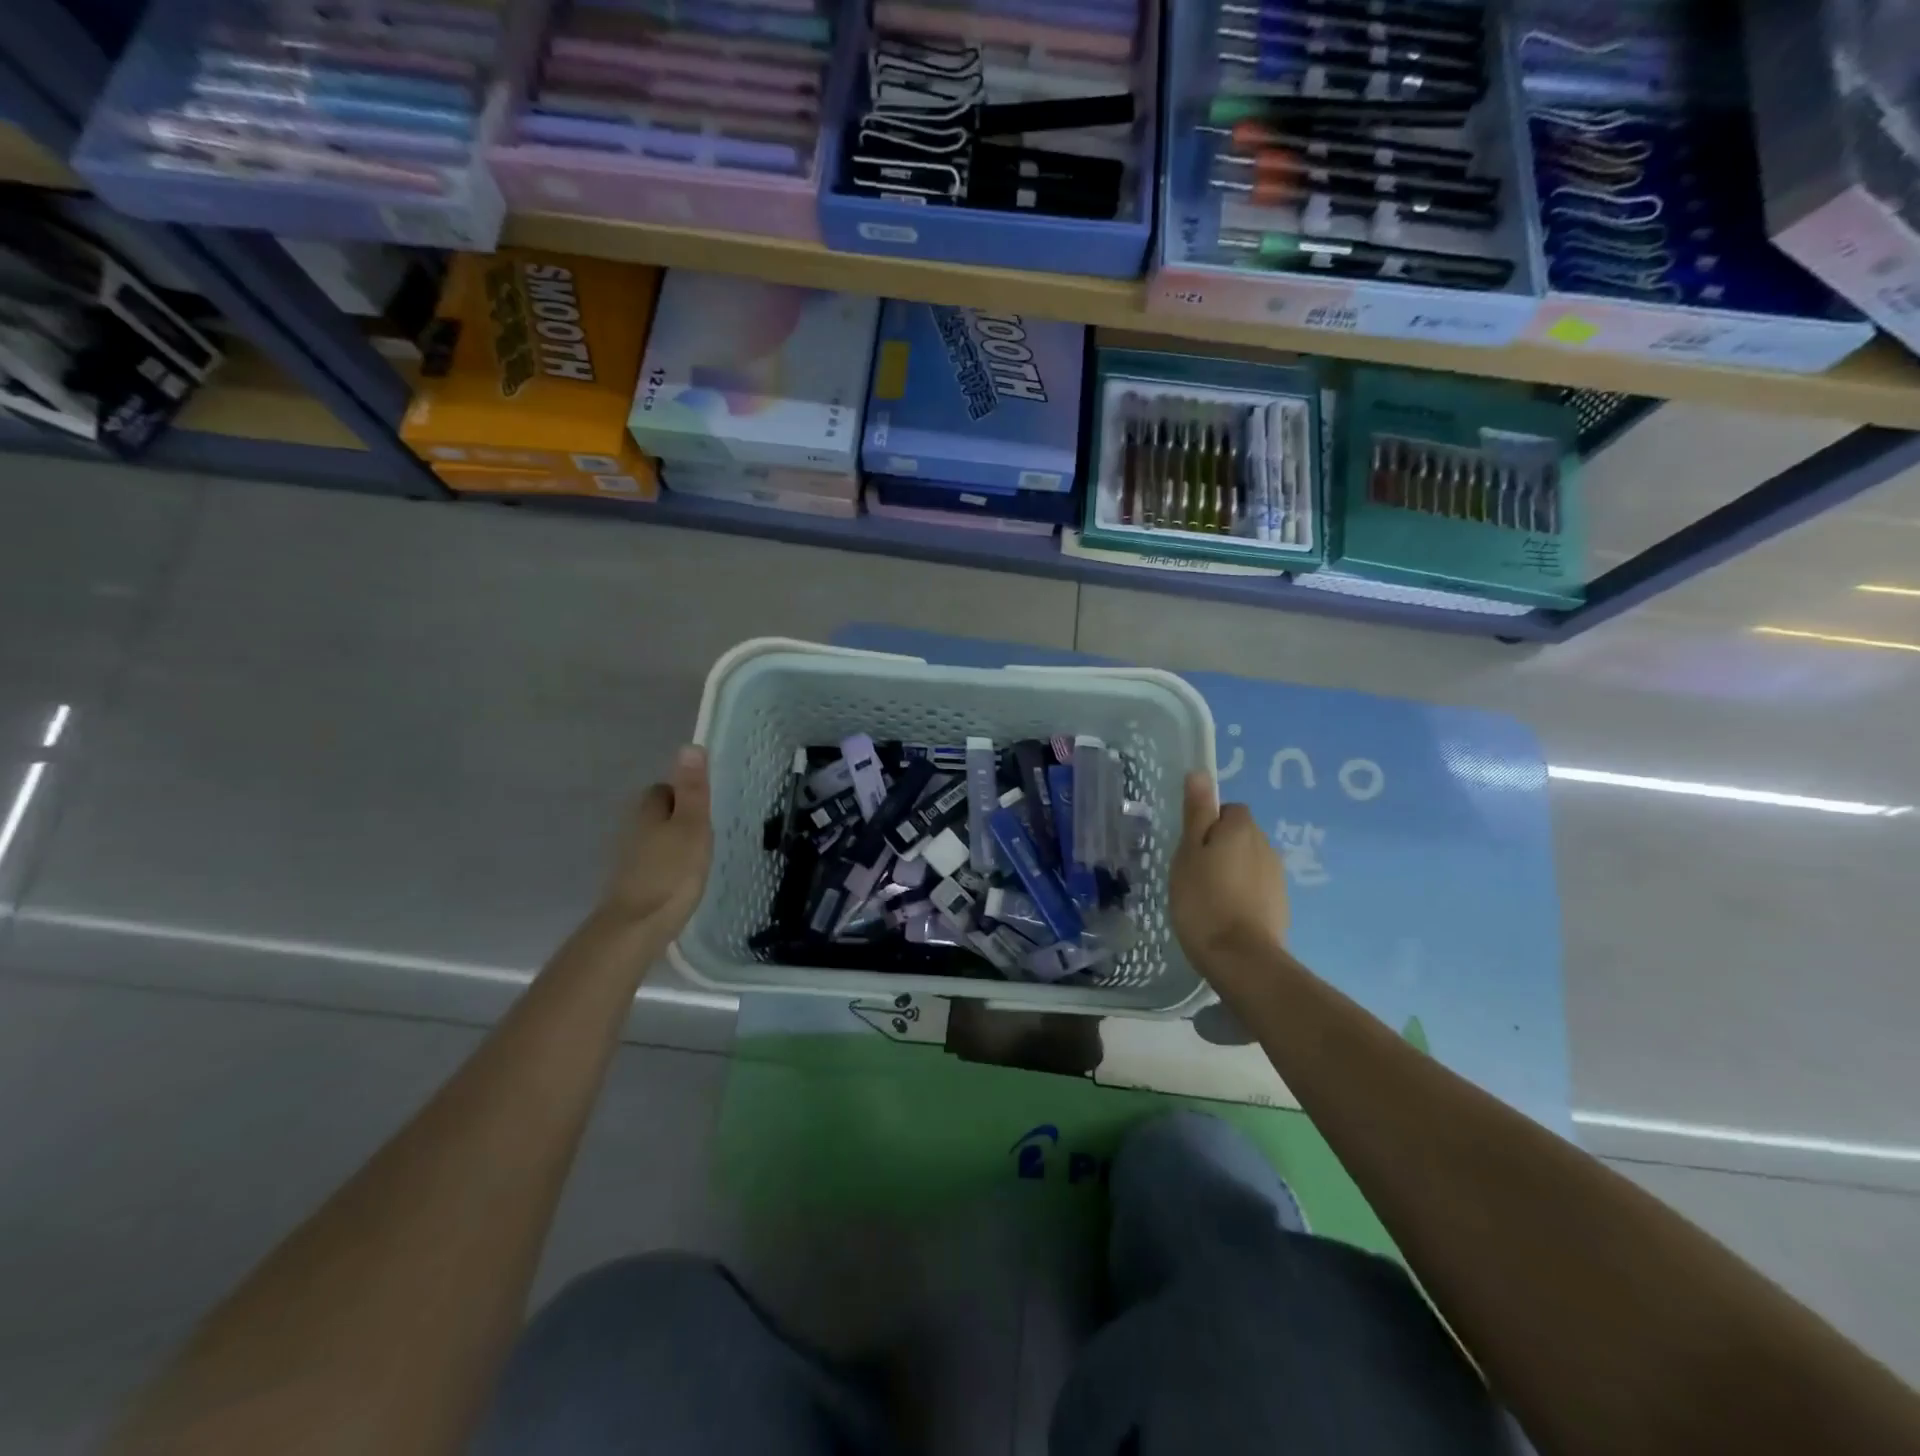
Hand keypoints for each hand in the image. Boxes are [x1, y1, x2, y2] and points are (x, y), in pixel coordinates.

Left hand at [598, 746, 712, 936]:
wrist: (636, 927)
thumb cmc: (672, 873)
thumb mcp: (692, 826)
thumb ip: (693, 790)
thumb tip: (689, 746)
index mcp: (649, 812)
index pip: (663, 789)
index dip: (683, 793)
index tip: (704, 807)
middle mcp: (632, 831)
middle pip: (656, 814)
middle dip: (677, 818)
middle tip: (705, 832)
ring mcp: (628, 861)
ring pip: (653, 840)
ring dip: (671, 844)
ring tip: (697, 858)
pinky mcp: (630, 886)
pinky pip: (652, 865)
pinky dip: (665, 868)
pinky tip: (680, 882)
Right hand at [1170, 770, 1289, 993]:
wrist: (1241, 958)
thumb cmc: (1204, 899)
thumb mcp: (1188, 852)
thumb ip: (1197, 813)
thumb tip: (1200, 773)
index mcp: (1242, 828)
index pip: (1228, 809)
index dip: (1207, 824)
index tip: (1190, 847)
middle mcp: (1266, 845)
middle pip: (1240, 834)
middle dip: (1220, 846)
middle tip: (1193, 872)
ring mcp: (1277, 877)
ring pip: (1249, 861)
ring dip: (1232, 871)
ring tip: (1207, 896)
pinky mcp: (1280, 905)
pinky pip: (1257, 887)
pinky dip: (1242, 894)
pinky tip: (1224, 914)